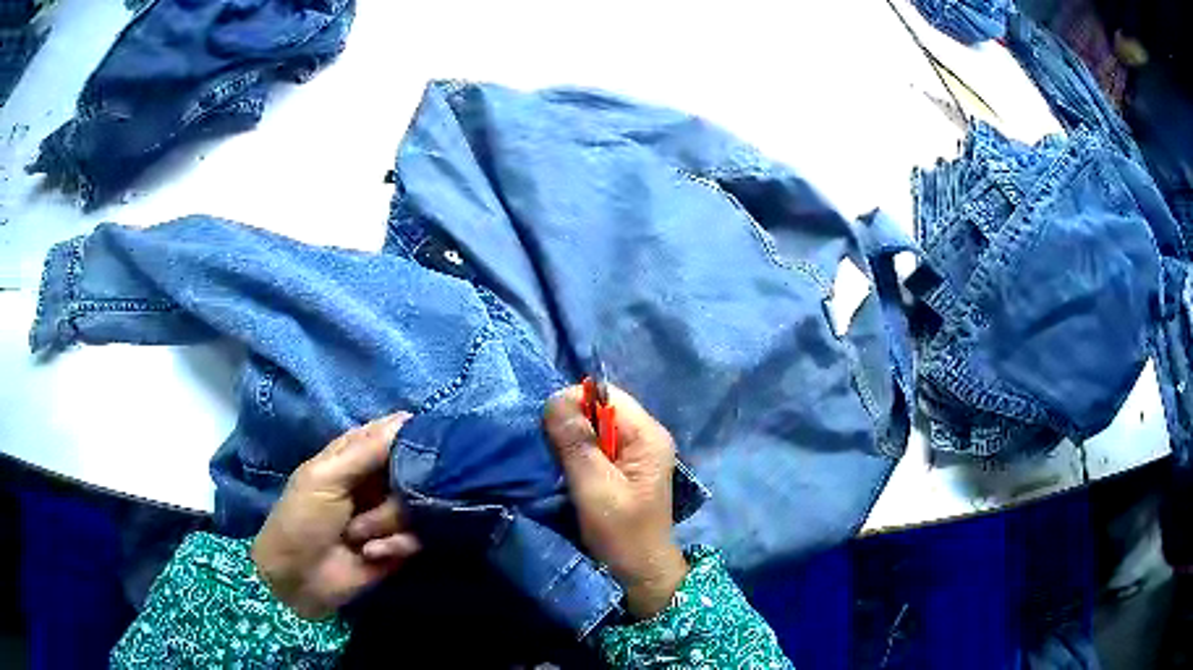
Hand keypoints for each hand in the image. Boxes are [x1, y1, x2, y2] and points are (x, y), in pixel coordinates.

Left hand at [252, 413, 421, 619]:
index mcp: (355, 455)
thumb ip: (366, 450)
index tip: (428, 443)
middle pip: (415, 470)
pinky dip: (394, 545)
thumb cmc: (301, 520)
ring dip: (387, 521)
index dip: (412, 435)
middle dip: (400, 488)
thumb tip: (408, 418)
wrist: (298, 580)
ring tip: (358, 536)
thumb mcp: (325, 478)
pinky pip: (417, 537)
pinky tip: (370, 553)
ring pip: (417, 506)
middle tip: (385, 497)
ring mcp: (390, 514)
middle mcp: (378, 481)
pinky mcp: (401, 545)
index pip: (394, 432)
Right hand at [544, 385, 687, 617]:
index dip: (574, 404)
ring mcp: (636, 453)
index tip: (549, 431)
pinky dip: (577, 453)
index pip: (606, 395)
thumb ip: (576, 443)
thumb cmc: (621, 533)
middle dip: (571, 423)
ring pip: (595, 428)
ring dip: (571, 440)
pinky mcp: (625, 469)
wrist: (639, 574)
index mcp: (647, 435)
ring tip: (554, 460)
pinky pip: (596, 446)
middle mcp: (645, 436)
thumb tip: (555, 398)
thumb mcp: (594, 487)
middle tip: (549, 449)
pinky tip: (565, 469)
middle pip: (600, 409)